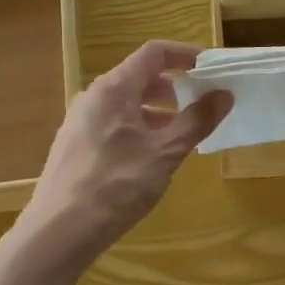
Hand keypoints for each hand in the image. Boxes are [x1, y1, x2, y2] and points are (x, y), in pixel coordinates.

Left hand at [13, 41, 230, 272]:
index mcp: (113, 89)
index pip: (153, 53)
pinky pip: (113, 125)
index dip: (185, 55)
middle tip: (201, 106)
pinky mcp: (74, 148)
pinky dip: (138, 130)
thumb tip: (224, 94)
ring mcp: (79, 123)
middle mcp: (92, 98)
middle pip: (139, 78)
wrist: (60, 231)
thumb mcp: (165, 153)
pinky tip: (150, 160)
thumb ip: (196, 121)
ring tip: (181, 137)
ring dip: (157, 113)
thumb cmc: (117, 185)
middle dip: (174, 88)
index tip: (212, 69)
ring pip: (126, 105)